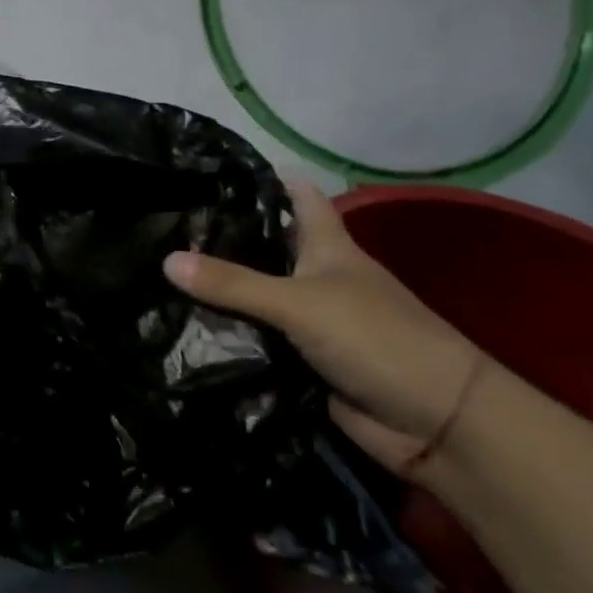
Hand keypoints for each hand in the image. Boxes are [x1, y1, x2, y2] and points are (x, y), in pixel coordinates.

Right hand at [163, 180, 481, 474]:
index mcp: (328, 246)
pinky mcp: (303, 359)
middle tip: (165, 223)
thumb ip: (233, 284)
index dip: (262, 177)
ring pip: (256, 294)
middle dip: (222, 235)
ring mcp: (311, 319)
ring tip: (157, 269)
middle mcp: (317, 276)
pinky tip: (183, 325)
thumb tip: (165, 259)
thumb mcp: (299, 303)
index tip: (210, 168)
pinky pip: (257, 338)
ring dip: (219, 290)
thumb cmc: (377, 338)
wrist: (436, 424)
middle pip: (266, 245)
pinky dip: (228, 333)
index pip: (296, 195)